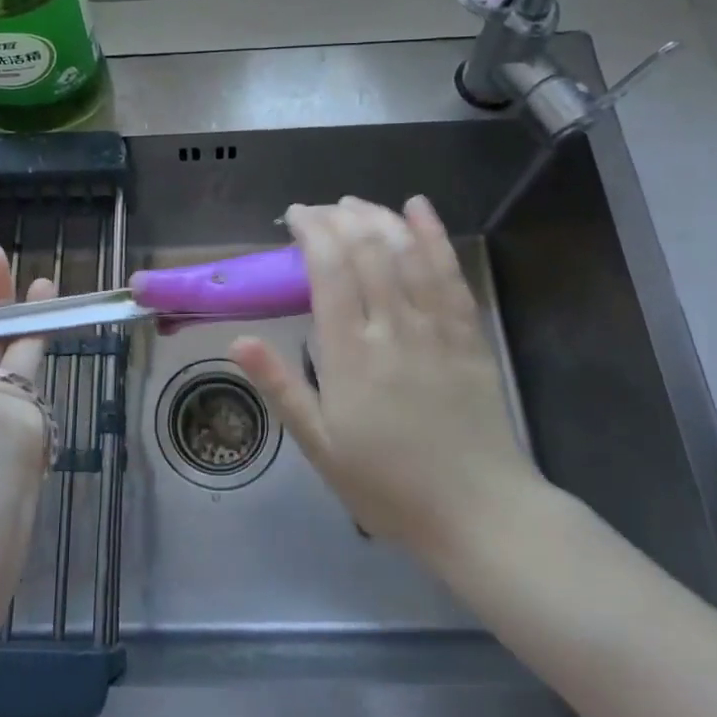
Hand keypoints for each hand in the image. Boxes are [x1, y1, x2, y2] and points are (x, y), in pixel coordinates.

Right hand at [230, 196, 542, 557]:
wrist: (479, 513)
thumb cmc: (388, 484)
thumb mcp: (320, 446)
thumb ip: (281, 387)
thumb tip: (237, 340)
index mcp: (350, 353)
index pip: (329, 270)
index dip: (311, 231)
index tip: (295, 216)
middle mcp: (392, 327)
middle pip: (366, 250)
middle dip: (339, 217)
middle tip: (319, 210)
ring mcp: (436, 327)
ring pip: (406, 252)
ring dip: (378, 218)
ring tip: (354, 203)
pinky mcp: (469, 334)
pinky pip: (450, 273)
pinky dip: (433, 235)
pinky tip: (418, 208)